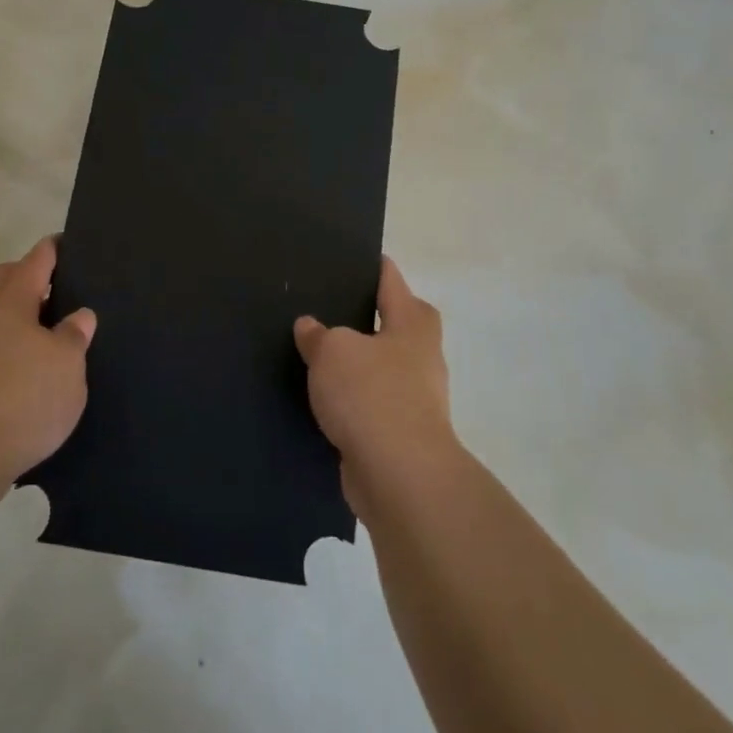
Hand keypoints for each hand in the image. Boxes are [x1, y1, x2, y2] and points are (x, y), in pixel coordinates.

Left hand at [0, 236, 94, 480]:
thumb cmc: (26, 396)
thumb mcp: (67, 364)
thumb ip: (74, 335)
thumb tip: (78, 316)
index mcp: (9, 303)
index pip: (33, 262)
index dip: (51, 251)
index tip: (62, 242)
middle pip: (1, 281)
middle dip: (25, 277)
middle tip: (55, 287)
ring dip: (13, 317)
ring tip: (43, 334)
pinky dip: (3, 348)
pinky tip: (22, 371)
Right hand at [294, 256, 457, 513]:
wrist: (400, 475)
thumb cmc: (371, 395)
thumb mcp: (333, 351)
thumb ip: (318, 335)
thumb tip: (311, 327)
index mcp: (412, 323)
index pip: (391, 281)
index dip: (372, 266)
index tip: (349, 257)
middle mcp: (421, 355)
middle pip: (392, 323)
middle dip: (364, 317)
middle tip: (325, 309)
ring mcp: (416, 397)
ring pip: (380, 366)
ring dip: (356, 364)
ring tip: (315, 355)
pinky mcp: (402, 432)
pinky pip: (372, 403)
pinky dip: (352, 400)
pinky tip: (322, 400)